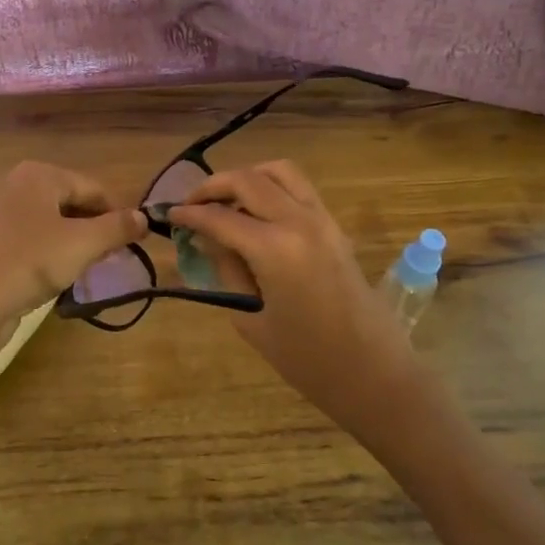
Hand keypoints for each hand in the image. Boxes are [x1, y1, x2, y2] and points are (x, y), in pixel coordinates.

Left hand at [0, 161, 146, 339]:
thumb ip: (117, 228)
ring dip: (70, 241)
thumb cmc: (31, 262)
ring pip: (47, 221)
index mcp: (38, 174)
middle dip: (92, 227)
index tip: (133, 241)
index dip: (117, 213)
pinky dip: (44, 251)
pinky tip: (50, 274)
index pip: (92, 187)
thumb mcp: (83, 244)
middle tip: (108, 256)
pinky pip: (26, 238)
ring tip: (83, 267)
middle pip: (68, 201)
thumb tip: (143, 218)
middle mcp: (13, 184)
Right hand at [171, 162, 420, 440]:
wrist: (375, 373)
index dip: (190, 214)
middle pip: (249, 179)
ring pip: (279, 171)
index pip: (220, 217)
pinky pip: (299, 188)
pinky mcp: (335, 227)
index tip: (169, 215)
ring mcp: (323, 220)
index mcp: (275, 248)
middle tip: (191, 204)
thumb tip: (211, 241)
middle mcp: (299, 221)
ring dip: (247, 177)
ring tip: (225, 200)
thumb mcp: (252, 320)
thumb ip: (228, 272)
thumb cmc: (308, 360)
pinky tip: (255, 213)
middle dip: (213, 186)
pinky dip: (271, 187)